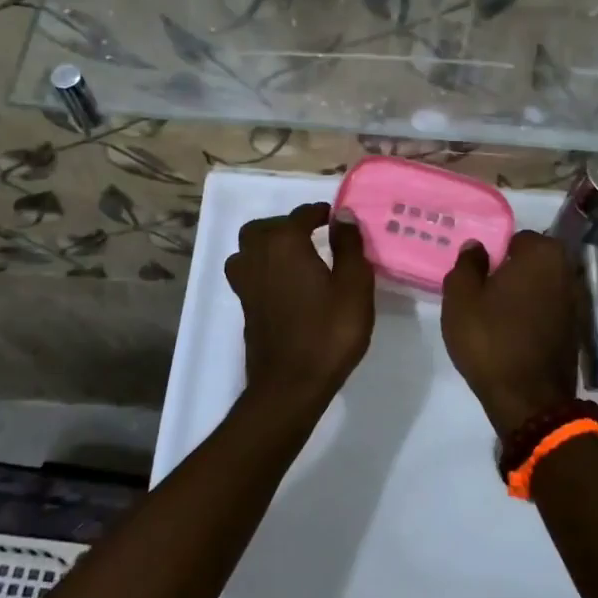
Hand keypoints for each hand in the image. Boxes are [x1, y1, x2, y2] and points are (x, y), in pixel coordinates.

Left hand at [225, 202, 374, 407]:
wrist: (291, 385)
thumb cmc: (329, 331)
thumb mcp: (354, 285)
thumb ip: (349, 246)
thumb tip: (344, 215)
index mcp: (285, 244)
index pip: (301, 215)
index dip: (321, 213)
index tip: (338, 220)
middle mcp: (258, 256)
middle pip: (264, 228)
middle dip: (287, 226)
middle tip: (313, 236)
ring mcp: (245, 283)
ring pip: (249, 250)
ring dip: (268, 246)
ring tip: (295, 258)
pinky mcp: (244, 306)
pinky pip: (249, 273)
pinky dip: (264, 269)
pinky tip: (286, 284)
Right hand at [441, 231, 581, 435]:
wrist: (528, 400)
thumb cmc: (490, 340)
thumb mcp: (461, 299)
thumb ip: (467, 264)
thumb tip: (477, 247)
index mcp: (543, 253)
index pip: (515, 239)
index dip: (494, 256)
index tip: (478, 277)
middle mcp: (568, 270)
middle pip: (532, 262)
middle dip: (511, 273)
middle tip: (484, 295)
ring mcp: (578, 301)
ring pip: (542, 286)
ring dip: (524, 295)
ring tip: (497, 316)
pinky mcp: (578, 329)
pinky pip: (550, 310)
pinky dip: (535, 315)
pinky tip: (515, 333)